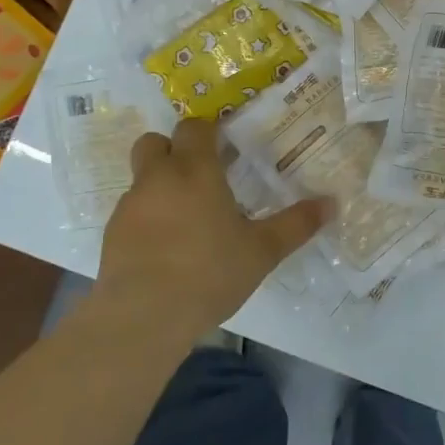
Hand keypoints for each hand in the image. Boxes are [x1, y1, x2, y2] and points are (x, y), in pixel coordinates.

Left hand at [94, 117, 328, 349]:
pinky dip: (148, 218)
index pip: (194, 127)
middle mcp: (158, 178)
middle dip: (174, 150)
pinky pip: (132, 212)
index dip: (208, 131)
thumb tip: (332, 203)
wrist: (142, 317)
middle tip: (200, 174)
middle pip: (155, 142)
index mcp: (195, 171)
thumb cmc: (208, 273)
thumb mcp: (262, 251)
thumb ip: (296, 224)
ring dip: (161, 185)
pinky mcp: (112, 235)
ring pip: (142, 178)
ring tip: (187, 218)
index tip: (225, 146)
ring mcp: (130, 206)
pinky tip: (166, 248)